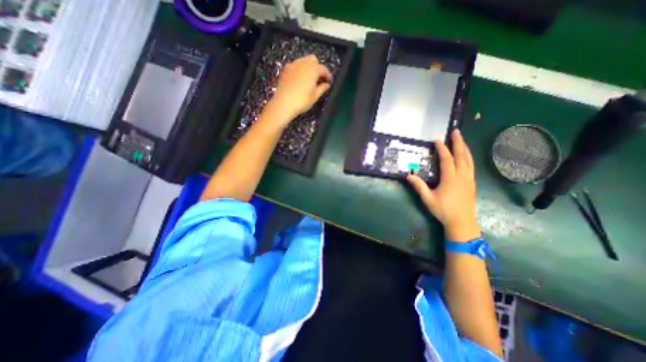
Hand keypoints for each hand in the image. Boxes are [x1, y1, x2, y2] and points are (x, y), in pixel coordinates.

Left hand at [267, 55, 332, 120]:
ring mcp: (293, 65)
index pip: (323, 68)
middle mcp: (303, 63)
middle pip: (313, 59)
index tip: (329, 81)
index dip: (328, 75)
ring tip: (309, 79)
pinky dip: (299, 69)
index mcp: (313, 69)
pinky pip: (295, 65)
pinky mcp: (285, 70)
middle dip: (317, 67)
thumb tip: (327, 85)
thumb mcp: (315, 96)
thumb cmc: (302, 101)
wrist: (283, 103)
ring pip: (303, 61)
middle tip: (319, 78)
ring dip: (308, 67)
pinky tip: (299, 79)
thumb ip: (322, 88)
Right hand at [405, 131, 480, 242]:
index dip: (442, 148)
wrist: (462, 222)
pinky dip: (468, 157)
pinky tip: (466, 156)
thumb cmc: (443, 210)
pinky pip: (471, 166)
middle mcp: (462, 176)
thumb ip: (419, 186)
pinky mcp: (472, 183)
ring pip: (469, 160)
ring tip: (461, 140)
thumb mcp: (428, 198)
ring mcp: (469, 179)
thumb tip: (408, 175)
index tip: (437, 140)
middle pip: (462, 155)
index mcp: (450, 178)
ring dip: (465, 148)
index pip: (447, 159)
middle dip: (458, 142)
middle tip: (456, 131)